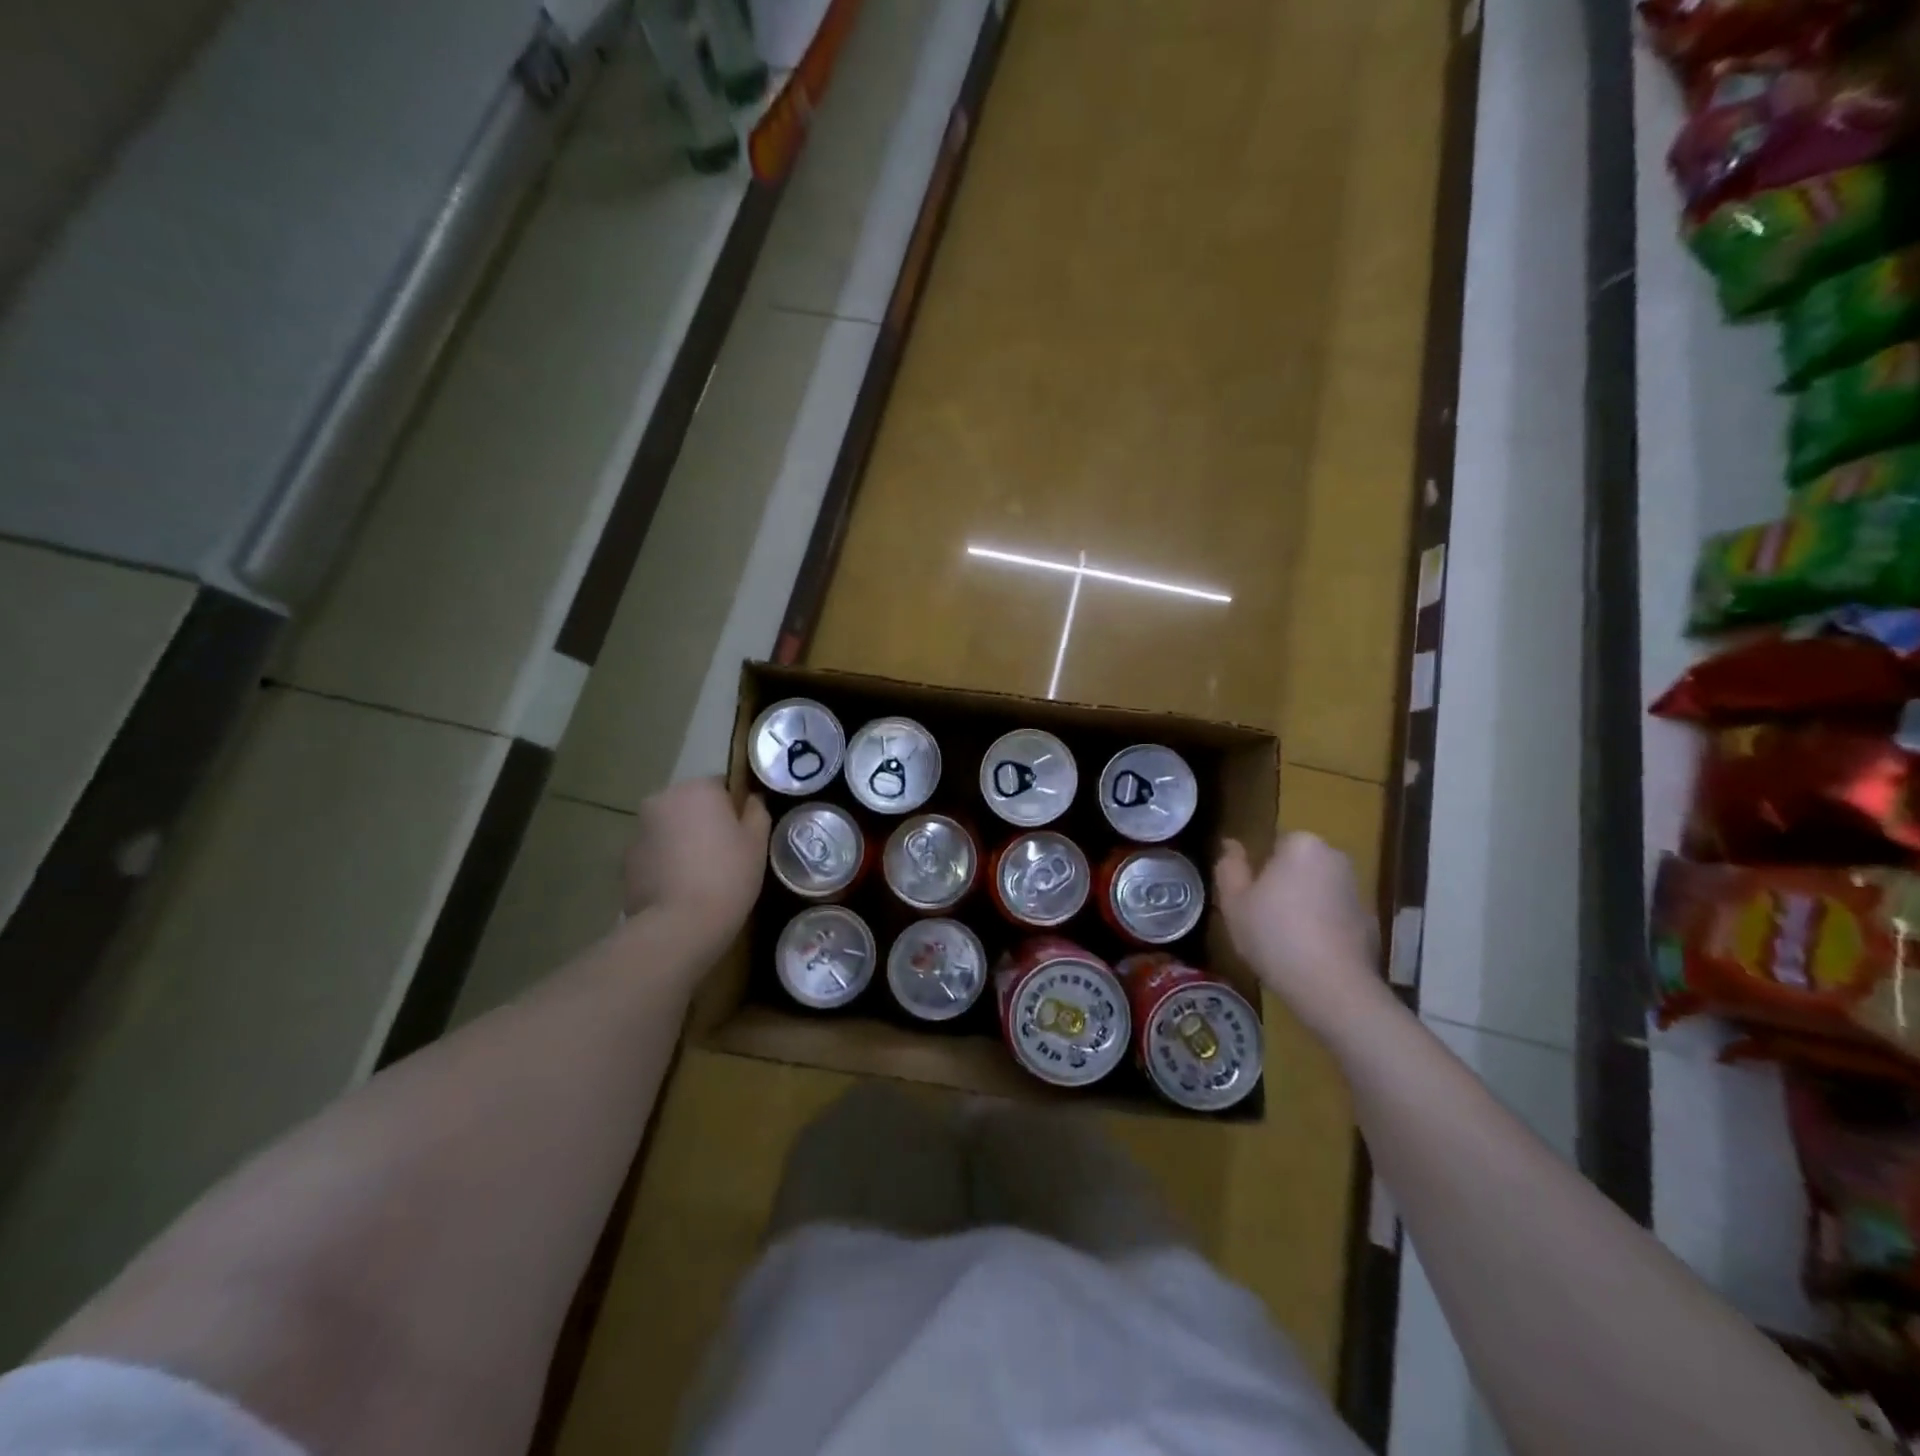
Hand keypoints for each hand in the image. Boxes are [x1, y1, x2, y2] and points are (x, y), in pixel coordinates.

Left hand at [623, 779, 770, 957]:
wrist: (679, 925)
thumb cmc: (728, 875)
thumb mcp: (758, 841)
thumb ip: (757, 811)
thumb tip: (752, 799)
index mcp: (697, 788)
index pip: (722, 785)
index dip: (736, 809)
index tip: (744, 835)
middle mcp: (662, 799)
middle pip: (691, 805)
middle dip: (705, 823)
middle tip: (726, 855)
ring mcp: (638, 830)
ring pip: (670, 829)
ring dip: (683, 843)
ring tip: (701, 877)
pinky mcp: (625, 861)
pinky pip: (654, 854)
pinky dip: (665, 864)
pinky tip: (681, 891)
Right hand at [1214, 833, 1387, 1035]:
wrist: (1332, 987)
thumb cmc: (1274, 935)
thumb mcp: (1233, 901)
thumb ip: (1229, 867)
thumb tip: (1231, 845)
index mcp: (1302, 845)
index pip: (1274, 842)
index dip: (1258, 868)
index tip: (1248, 895)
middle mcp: (1335, 858)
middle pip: (1298, 865)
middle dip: (1283, 883)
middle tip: (1260, 916)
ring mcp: (1357, 890)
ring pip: (1318, 889)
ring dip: (1303, 905)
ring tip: (1282, 938)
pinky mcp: (1371, 922)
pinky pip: (1336, 916)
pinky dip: (1323, 927)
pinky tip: (1307, 953)